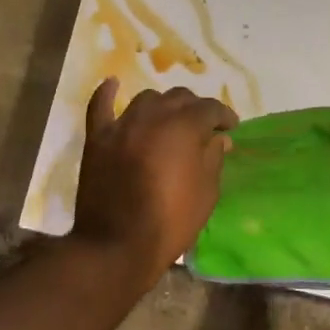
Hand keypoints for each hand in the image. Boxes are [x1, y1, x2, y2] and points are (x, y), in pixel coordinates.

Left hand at [72, 79, 236, 288]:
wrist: (118, 245)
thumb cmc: (170, 222)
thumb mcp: (206, 194)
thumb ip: (213, 159)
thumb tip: (218, 138)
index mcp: (184, 127)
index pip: (209, 108)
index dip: (224, 115)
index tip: (231, 127)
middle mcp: (153, 117)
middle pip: (178, 98)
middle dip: (195, 108)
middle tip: (203, 126)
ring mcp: (122, 125)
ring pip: (146, 100)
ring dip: (162, 105)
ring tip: (168, 119)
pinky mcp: (97, 139)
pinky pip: (100, 106)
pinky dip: (107, 93)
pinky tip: (113, 84)